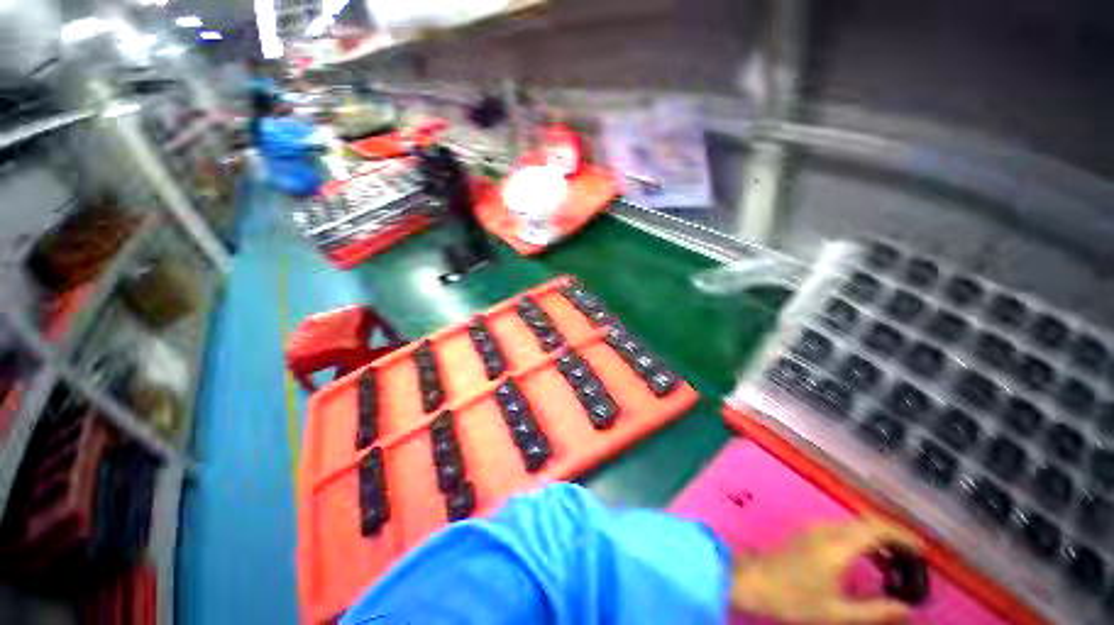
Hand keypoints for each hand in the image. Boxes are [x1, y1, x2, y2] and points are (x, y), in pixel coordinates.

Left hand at [730, 518, 922, 623]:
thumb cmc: (793, 599)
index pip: (876, 528)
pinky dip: (861, 539)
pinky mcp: (806, 532)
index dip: (902, 535)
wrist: (752, 581)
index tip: (922, 551)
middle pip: (867, 522)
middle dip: (893, 538)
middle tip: (912, 562)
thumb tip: (908, 609)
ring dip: (877, 539)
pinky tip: (868, 560)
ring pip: (854, 524)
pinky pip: (841, 528)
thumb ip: (875, 611)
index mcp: (836, 545)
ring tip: (895, 565)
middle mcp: (826, 530)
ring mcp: (813, 528)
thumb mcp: (837, 613)